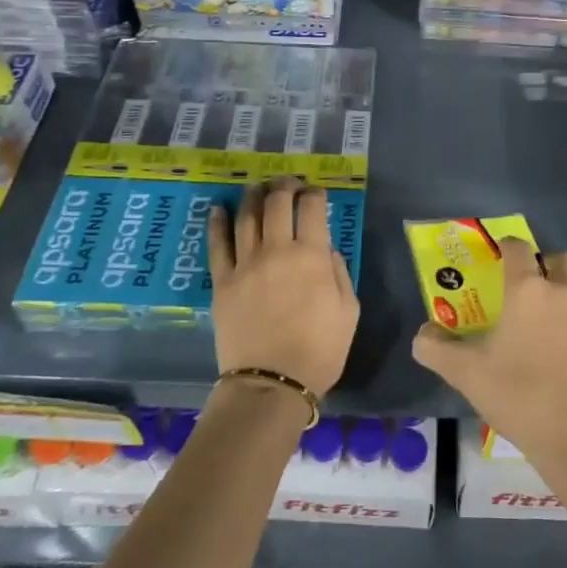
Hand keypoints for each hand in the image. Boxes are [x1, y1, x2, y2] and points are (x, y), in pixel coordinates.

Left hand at [209, 178, 358, 395]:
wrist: (272, 384)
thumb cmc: (320, 350)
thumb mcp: (349, 311)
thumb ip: (339, 273)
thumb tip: (325, 251)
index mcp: (311, 256)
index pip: (311, 208)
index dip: (314, 194)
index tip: (316, 193)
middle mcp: (276, 250)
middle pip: (277, 203)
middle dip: (285, 186)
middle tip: (289, 183)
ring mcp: (245, 264)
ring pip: (246, 216)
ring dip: (253, 195)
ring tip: (258, 187)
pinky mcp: (222, 281)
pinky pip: (217, 244)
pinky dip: (217, 222)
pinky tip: (218, 208)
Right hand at [412, 238, 566, 456]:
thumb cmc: (519, 394)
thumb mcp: (466, 373)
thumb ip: (436, 349)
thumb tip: (423, 334)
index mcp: (527, 289)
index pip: (518, 249)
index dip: (507, 247)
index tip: (498, 257)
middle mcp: (562, 291)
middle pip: (560, 258)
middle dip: (545, 263)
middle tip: (529, 283)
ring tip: (555, 300)